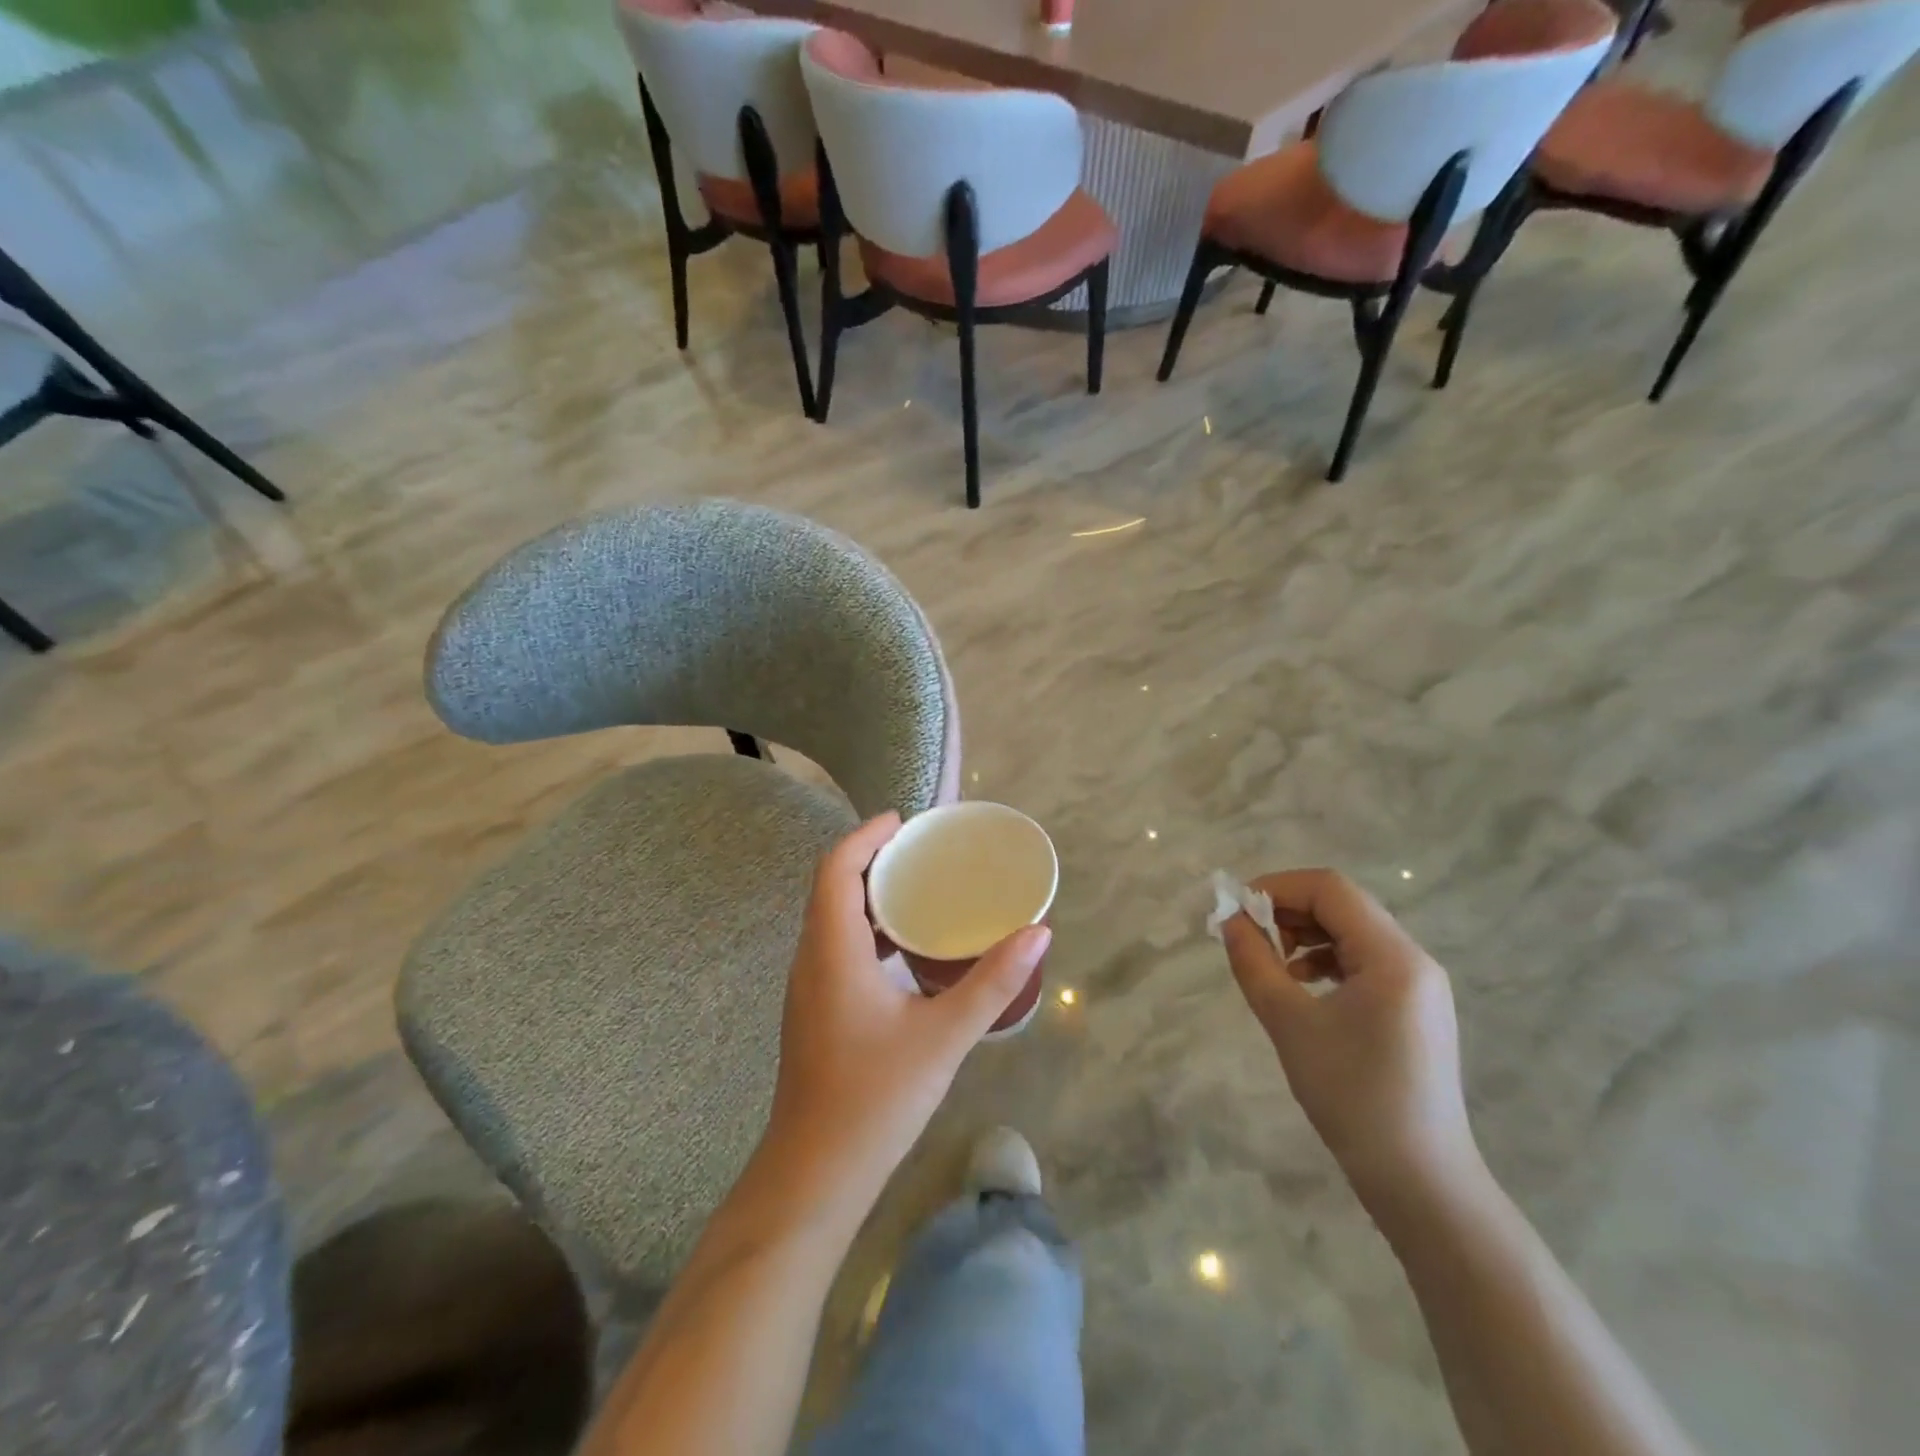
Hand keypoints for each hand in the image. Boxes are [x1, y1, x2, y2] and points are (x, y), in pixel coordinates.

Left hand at [765, 814, 1050, 1202]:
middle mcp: (811, 958)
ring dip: (868, 894)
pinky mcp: (814, 1010)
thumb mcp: (944, 1036)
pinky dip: (866, 928)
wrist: (816, 1174)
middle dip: (872, 858)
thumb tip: (1038, 933)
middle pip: (832, 886)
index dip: (866, 835)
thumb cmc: (876, 1098)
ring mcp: (808, 987)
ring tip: (918, 888)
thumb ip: (993, 982)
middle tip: (922, 850)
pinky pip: (835, 945)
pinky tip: (904, 949)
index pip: (836, 868)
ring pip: (831, 918)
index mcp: (832, 950)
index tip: (905, 821)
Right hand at [1220, 869, 1481, 1213]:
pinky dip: (1325, 960)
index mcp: (1393, 957)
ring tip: (1270, 964)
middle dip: (1288, 911)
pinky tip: (1300, 987)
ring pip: (1352, 932)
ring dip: (1304, 935)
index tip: (1236, 910)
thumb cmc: (1352, 1096)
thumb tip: (1229, 921)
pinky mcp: (1413, 1008)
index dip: (1277, 887)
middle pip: (1343, 906)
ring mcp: (1418, 985)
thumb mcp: (1289, 1023)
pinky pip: (1364, 962)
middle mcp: (1413, 960)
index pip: (1330, 889)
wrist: (1420, 1181)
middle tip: (1247, 937)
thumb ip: (1254, 963)